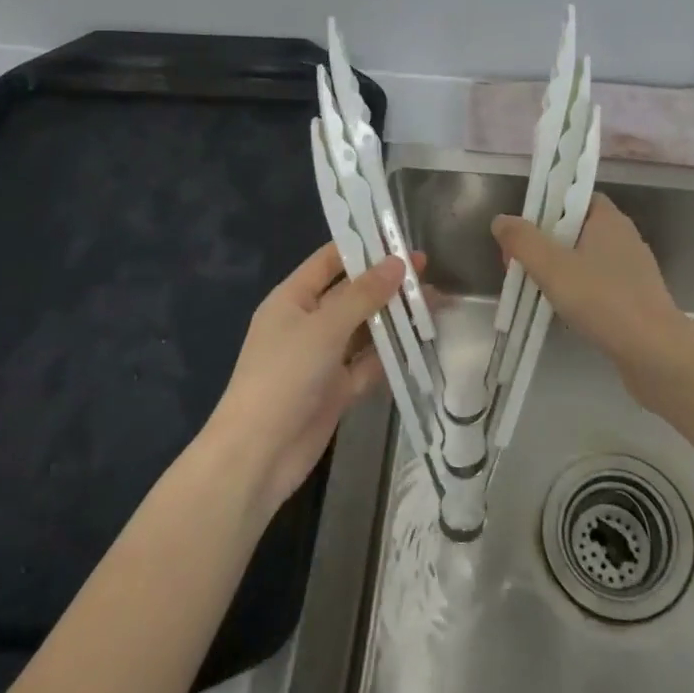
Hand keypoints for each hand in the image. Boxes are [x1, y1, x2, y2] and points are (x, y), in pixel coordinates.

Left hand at [205, 244, 415, 512]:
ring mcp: (323, 358)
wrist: (258, 455)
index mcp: (292, 299)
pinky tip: (421, 342)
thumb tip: (398, 262)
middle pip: (352, 294)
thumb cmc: (283, 376)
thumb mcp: (324, 327)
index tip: (400, 238)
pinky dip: (392, 354)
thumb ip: (364, 294)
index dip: (362, 248)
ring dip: (395, 318)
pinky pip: (369, 364)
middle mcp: (308, 323)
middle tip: (428, 270)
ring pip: (365, 329)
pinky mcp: (337, 389)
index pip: (329, 261)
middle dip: (387, 283)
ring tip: (434, 302)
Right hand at [491, 195, 691, 409]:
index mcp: (608, 219)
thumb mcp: (553, 267)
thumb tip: (501, 221)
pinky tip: (563, 311)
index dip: (546, 207)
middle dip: (544, 244)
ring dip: (559, 270)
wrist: (655, 353)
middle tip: (518, 266)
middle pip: (575, 228)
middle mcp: (623, 237)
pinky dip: (577, 291)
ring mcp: (631, 269)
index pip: (574, 196)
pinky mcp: (634, 298)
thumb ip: (523, 241)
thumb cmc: (603, 300)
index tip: (522, 230)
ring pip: (585, 259)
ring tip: (534, 290)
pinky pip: (597, 284)